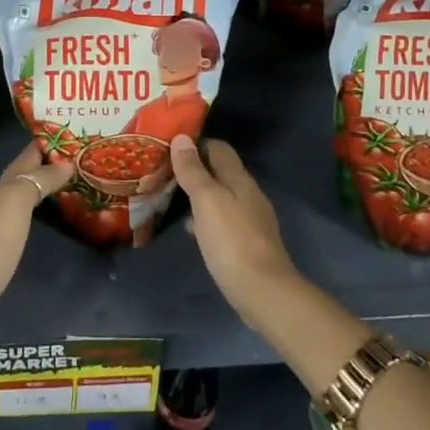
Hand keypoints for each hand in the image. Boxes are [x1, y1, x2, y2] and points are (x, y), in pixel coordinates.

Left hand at [0, 143, 71, 343]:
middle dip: (45, 168)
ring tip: (68, 191)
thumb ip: (39, 180)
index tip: (72, 133)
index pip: (26, 158)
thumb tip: (65, 163)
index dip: (45, 144)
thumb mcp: (15, 201)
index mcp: (0, 189)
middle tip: (77, 164)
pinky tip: (41, 226)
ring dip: (39, 193)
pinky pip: (19, 228)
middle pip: (21, 179)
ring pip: (18, 203)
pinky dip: (33, 220)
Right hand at [169, 135, 294, 318]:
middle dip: (196, 169)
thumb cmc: (231, 240)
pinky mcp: (249, 243)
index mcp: (240, 179)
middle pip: (221, 172)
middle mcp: (249, 194)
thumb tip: (182, 138)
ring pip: (222, 196)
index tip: (170, 147)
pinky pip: (224, 219)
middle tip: (165, 172)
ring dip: (200, 194)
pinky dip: (207, 217)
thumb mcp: (207, 200)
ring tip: (173, 198)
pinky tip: (194, 230)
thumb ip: (193, 171)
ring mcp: (251, 220)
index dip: (196, 144)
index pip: (219, 148)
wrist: (263, 291)